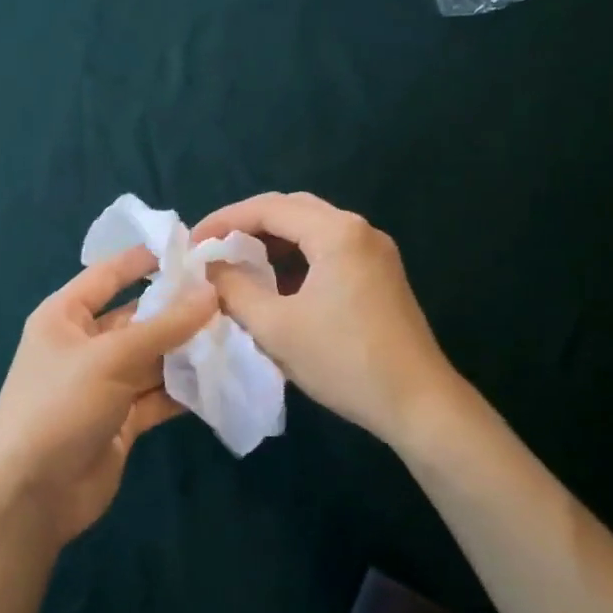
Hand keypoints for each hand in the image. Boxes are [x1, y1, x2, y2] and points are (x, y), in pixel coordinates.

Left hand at [0, 246, 215, 546]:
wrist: (31, 496)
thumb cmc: (59, 407)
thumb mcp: (111, 358)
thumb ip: (164, 326)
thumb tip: (211, 292)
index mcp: (65, 316)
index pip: (109, 274)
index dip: (145, 259)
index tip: (190, 246)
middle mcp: (84, 344)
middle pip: (137, 317)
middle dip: (178, 309)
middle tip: (230, 295)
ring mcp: (103, 384)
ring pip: (152, 357)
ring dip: (187, 350)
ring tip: (235, 333)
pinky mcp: (121, 419)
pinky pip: (157, 394)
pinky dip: (184, 389)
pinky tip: (221, 378)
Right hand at [191, 192, 466, 450]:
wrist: (418, 404)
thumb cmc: (344, 361)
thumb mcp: (276, 327)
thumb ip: (235, 289)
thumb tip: (210, 268)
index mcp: (337, 232)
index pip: (269, 208)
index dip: (225, 220)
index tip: (193, 242)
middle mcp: (359, 229)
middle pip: (292, 209)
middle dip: (248, 224)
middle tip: (214, 247)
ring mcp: (375, 251)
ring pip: (312, 228)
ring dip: (273, 241)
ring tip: (238, 263)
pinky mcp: (380, 273)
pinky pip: (329, 249)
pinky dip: (297, 257)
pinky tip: (277, 283)